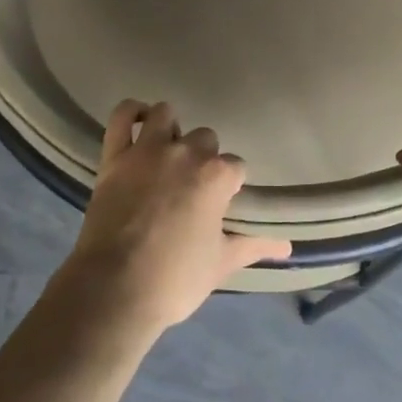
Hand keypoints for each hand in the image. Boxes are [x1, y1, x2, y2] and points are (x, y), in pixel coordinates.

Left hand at [60, 100, 290, 338]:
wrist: (115, 289)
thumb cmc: (175, 279)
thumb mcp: (220, 264)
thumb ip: (253, 246)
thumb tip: (287, 248)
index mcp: (216, 175)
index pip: (236, 166)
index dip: (230, 185)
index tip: (221, 204)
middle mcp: (186, 152)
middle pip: (205, 138)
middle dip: (203, 157)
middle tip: (192, 186)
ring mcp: (148, 150)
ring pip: (165, 114)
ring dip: (170, 129)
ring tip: (167, 154)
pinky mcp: (115, 155)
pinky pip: (122, 116)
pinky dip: (131, 112)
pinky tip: (140, 121)